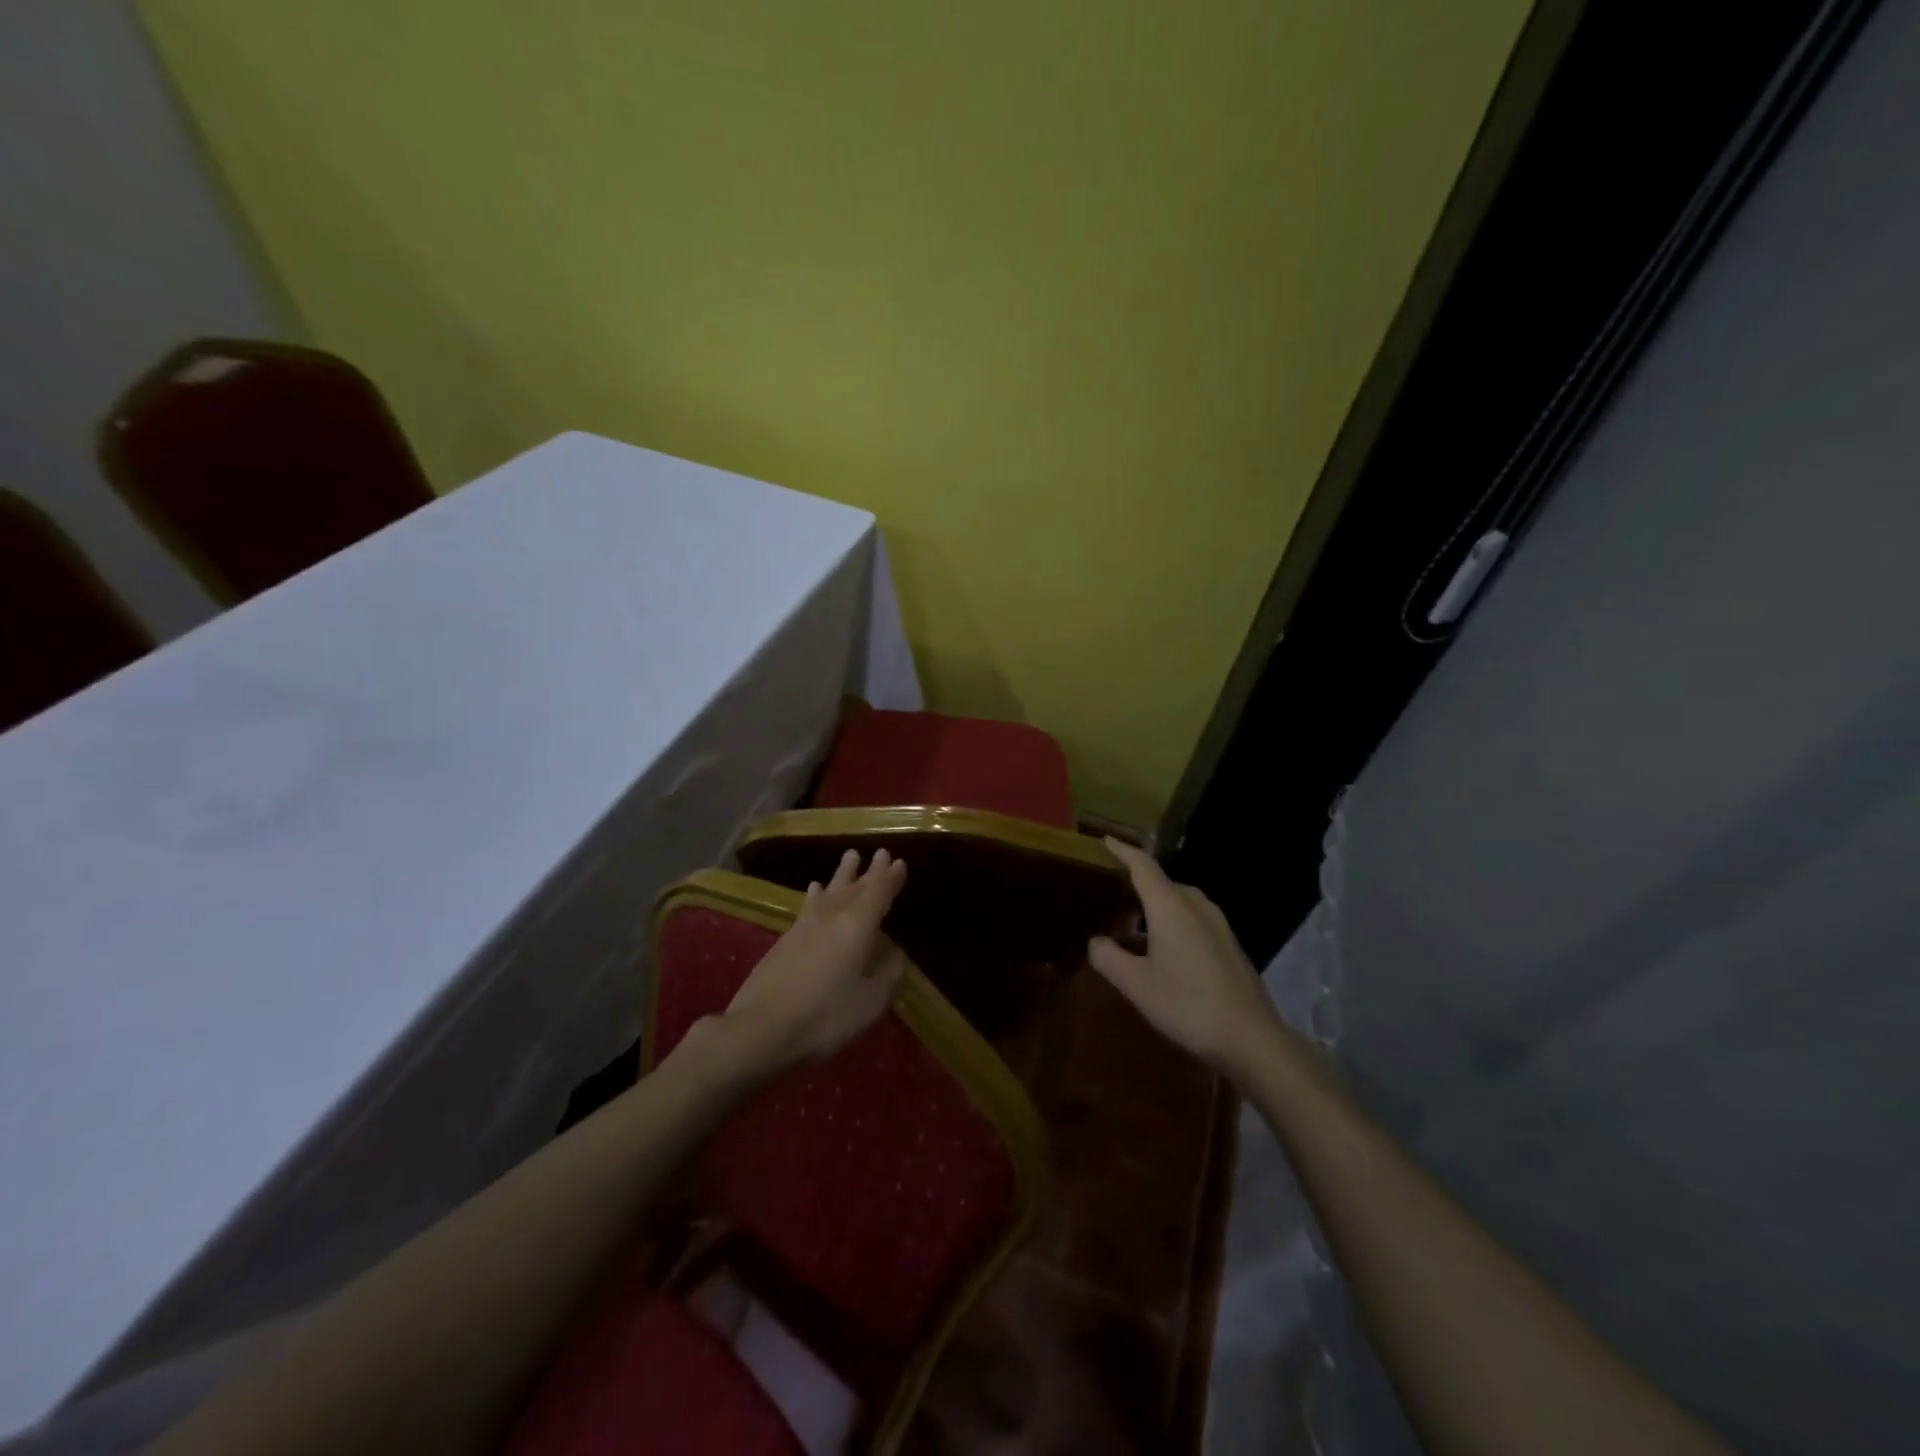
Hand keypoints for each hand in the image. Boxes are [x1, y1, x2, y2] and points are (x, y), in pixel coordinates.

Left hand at [715, 847, 908, 1076]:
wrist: (761, 1028)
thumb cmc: (825, 1016)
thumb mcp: (871, 1002)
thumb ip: (888, 974)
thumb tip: (895, 953)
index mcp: (857, 926)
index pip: (878, 893)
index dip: (890, 878)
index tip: (898, 862)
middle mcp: (832, 916)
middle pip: (854, 887)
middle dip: (870, 871)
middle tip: (880, 853)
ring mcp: (804, 926)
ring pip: (829, 890)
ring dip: (842, 874)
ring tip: (849, 856)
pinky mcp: (785, 940)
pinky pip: (808, 905)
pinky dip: (816, 894)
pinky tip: (814, 890)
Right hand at [1088, 838, 1285, 1077]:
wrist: (1250, 1038)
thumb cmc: (1186, 1004)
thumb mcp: (1136, 984)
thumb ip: (1109, 957)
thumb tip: (1095, 941)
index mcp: (1171, 907)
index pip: (1143, 866)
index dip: (1124, 851)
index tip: (1106, 840)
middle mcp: (1197, 907)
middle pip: (1165, 881)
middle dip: (1140, 879)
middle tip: (1115, 887)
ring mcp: (1220, 926)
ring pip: (1183, 900)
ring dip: (1160, 902)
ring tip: (1138, 918)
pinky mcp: (1231, 946)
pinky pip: (1196, 917)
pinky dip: (1176, 919)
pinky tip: (1168, 946)